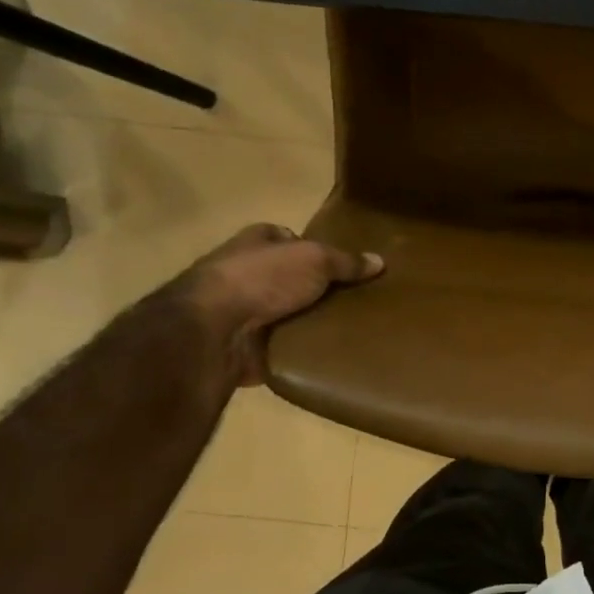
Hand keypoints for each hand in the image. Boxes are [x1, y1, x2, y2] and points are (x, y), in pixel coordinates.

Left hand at [175, 223, 383, 385]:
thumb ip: (346, 261)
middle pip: (291, 278)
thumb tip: (379, 261)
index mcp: (257, 241)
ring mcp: (242, 310)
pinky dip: (301, 350)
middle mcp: (246, 272)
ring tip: (351, 329)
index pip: (291, 240)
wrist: (214, 330)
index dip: (318, 250)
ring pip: (287, 313)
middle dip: (318, 289)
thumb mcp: (315, 259)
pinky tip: (330, 353)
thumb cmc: (263, 278)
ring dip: (309, 321)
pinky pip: (282, 345)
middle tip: (357, 301)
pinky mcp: (246, 345)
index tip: (348, 267)